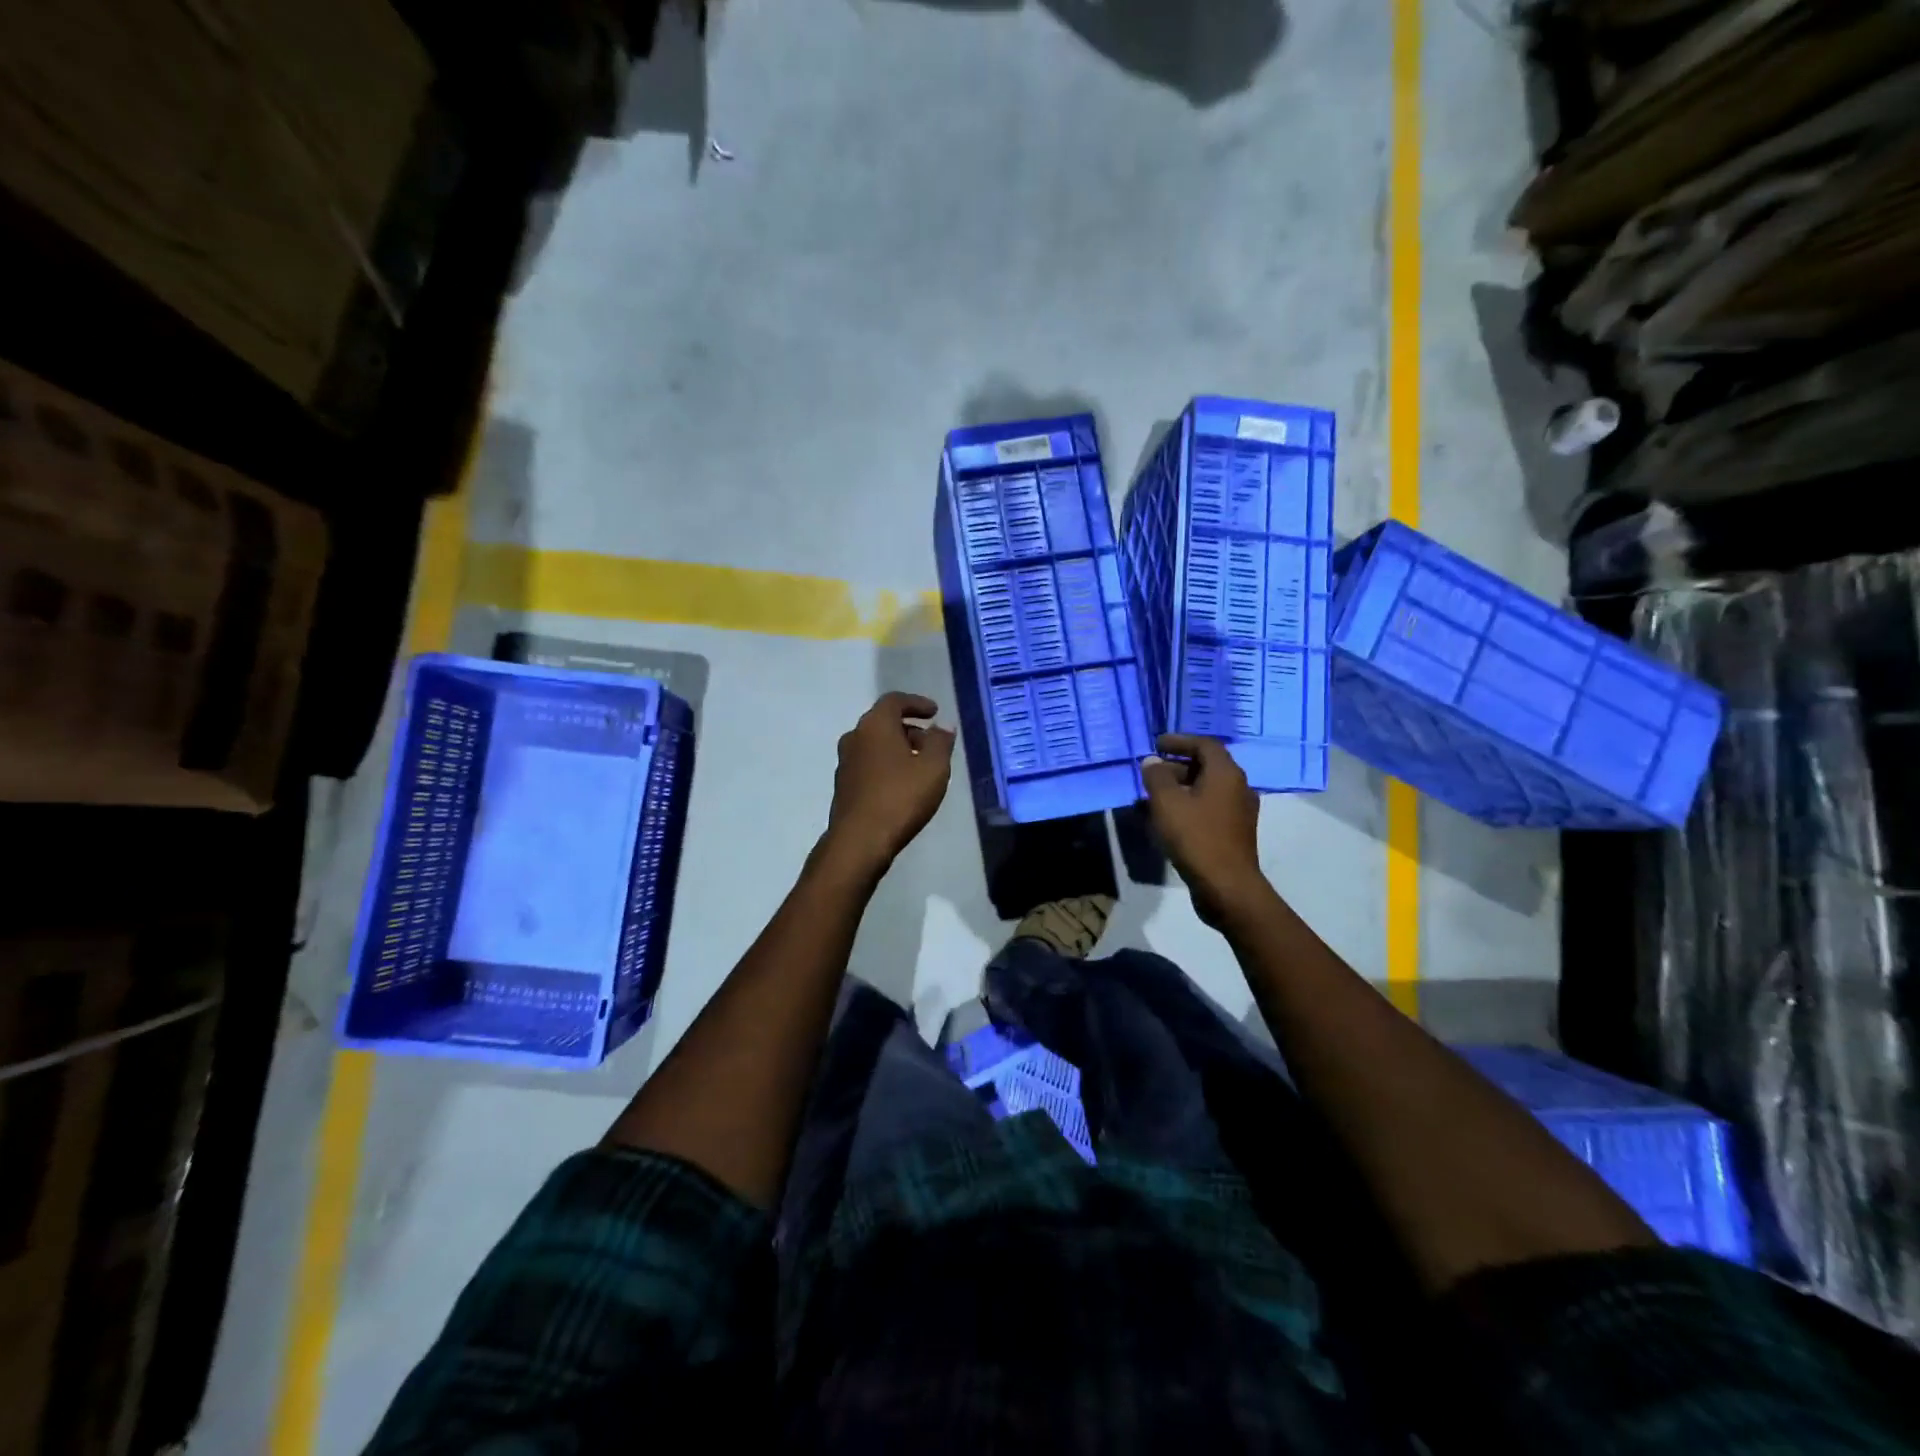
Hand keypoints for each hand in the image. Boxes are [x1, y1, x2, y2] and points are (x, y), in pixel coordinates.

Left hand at [820, 692, 954, 875]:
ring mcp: (845, 762)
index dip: (916, 703)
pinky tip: (902, 784)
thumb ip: (941, 742)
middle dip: (909, 728)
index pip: (894, 701)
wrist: (859, 840)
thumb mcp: (933, 768)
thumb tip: (943, 726)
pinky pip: (869, 764)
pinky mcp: (844, 786)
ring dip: (898, 748)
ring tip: (921, 765)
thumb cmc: (900, 797)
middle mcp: (855, 737)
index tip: (934, 712)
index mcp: (874, 725)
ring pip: (875, 745)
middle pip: (883, 722)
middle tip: (932, 742)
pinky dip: (887, 765)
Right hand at [1141, 735, 1266, 926]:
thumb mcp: (1167, 803)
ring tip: (1152, 796)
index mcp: (1226, 774)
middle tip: (1151, 771)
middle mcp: (1238, 787)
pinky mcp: (1234, 832)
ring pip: (1206, 789)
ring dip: (1180, 788)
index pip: (1204, 744)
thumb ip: (1156, 777)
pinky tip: (1167, 819)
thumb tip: (1152, 761)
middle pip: (1206, 766)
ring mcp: (1239, 812)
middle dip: (1176, 765)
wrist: (1226, 886)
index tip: (1156, 744)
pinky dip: (1188, 806)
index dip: (1179, 741)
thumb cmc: (1196, 837)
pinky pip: (1208, 808)